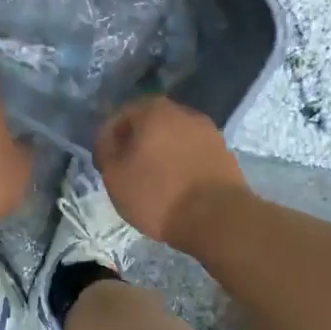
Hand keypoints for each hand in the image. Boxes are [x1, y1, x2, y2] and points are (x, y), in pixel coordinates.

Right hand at [94, 98, 248, 245]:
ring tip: (155, 182)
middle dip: (138, 144)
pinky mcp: (224, 153)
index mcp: (154, 111)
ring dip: (163, 154)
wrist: (216, 218)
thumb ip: (105, 149)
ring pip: (175, 139)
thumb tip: (108, 138)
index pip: (122, 115)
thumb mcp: (114, 175)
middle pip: (151, 124)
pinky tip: (179, 187)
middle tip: (129, 172)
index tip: (107, 163)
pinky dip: (183, 165)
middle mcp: (184, 113)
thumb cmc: (157, 194)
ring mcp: (209, 132)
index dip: (110, 138)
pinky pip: (194, 154)